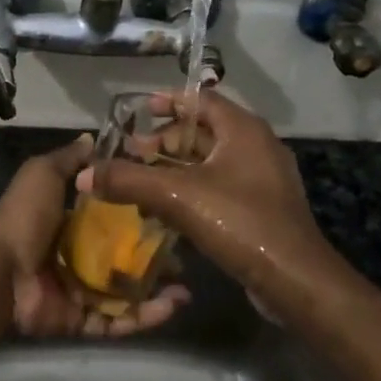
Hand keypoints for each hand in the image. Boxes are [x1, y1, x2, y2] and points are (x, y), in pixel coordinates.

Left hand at [0, 138, 188, 337]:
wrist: (0, 271)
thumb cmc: (25, 217)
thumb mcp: (43, 173)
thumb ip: (69, 160)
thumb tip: (92, 138)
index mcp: (67, 221)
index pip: (111, 217)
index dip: (138, 214)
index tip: (170, 209)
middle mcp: (75, 256)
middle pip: (122, 257)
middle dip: (154, 257)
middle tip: (185, 255)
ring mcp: (78, 290)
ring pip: (126, 292)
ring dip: (157, 291)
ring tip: (186, 288)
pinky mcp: (81, 320)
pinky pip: (117, 321)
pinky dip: (143, 317)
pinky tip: (171, 307)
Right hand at [78, 91, 338, 296]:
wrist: (296, 281)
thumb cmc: (240, 223)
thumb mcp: (177, 196)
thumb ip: (129, 180)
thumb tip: (85, 174)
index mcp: (243, 129)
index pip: (200, 99)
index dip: (168, 101)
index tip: (139, 112)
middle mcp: (256, 146)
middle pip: (203, 131)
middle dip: (165, 141)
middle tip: (134, 154)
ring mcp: (262, 179)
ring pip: (210, 162)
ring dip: (175, 168)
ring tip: (142, 182)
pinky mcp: (262, 208)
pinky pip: (219, 186)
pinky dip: (192, 190)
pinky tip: (166, 211)